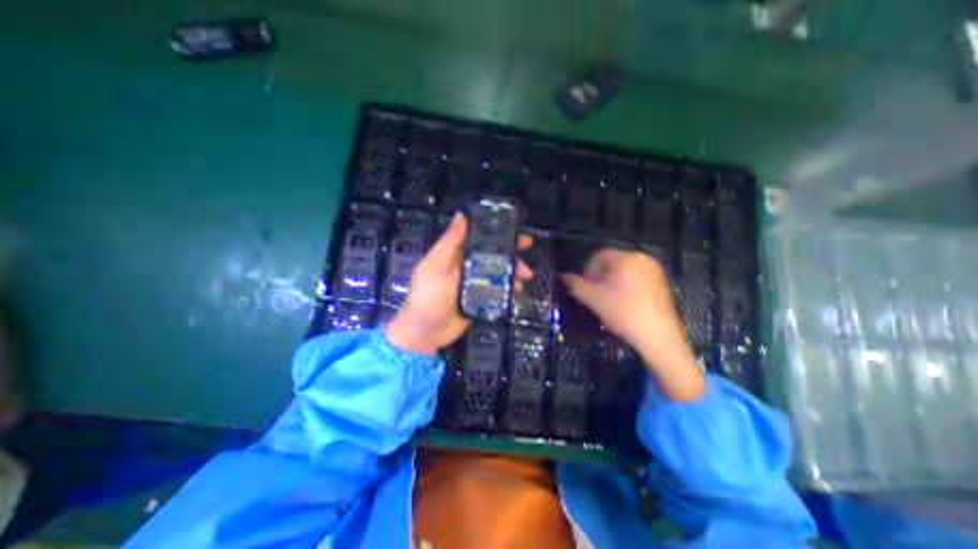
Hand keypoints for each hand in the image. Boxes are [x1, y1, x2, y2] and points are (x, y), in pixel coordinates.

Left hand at [384, 213, 533, 352]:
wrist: (425, 333)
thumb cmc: (427, 296)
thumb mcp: (435, 266)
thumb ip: (449, 243)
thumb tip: (462, 215)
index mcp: (455, 254)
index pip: (479, 238)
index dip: (499, 234)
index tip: (518, 234)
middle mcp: (465, 266)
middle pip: (493, 256)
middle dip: (511, 258)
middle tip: (526, 264)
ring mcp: (473, 284)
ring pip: (497, 273)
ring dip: (512, 275)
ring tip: (522, 282)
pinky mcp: (478, 299)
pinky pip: (496, 290)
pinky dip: (507, 290)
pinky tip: (516, 293)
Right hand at [562, 252, 706, 400]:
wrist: (659, 339)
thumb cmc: (624, 313)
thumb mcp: (594, 299)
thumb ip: (576, 285)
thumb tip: (563, 276)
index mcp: (628, 258)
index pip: (599, 256)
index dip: (587, 271)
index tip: (584, 288)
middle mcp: (643, 260)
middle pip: (612, 263)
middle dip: (599, 278)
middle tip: (594, 296)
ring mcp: (655, 272)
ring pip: (623, 272)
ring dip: (610, 284)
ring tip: (607, 302)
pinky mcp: (661, 285)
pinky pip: (635, 280)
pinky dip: (624, 288)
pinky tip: (622, 305)